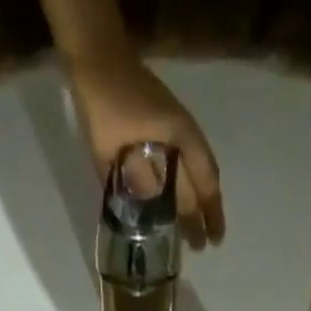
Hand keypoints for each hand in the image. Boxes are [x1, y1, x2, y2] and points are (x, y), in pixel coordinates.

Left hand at [68, 52, 224, 247]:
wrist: (97, 62)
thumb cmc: (107, 108)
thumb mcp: (116, 151)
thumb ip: (134, 184)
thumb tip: (149, 217)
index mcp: (179, 139)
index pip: (204, 183)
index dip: (209, 213)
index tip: (213, 240)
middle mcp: (182, 138)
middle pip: (198, 184)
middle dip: (201, 216)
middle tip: (201, 246)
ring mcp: (173, 133)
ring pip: (189, 177)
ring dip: (191, 205)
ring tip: (191, 232)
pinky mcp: (161, 130)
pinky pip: (177, 166)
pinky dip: (178, 188)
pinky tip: (172, 207)